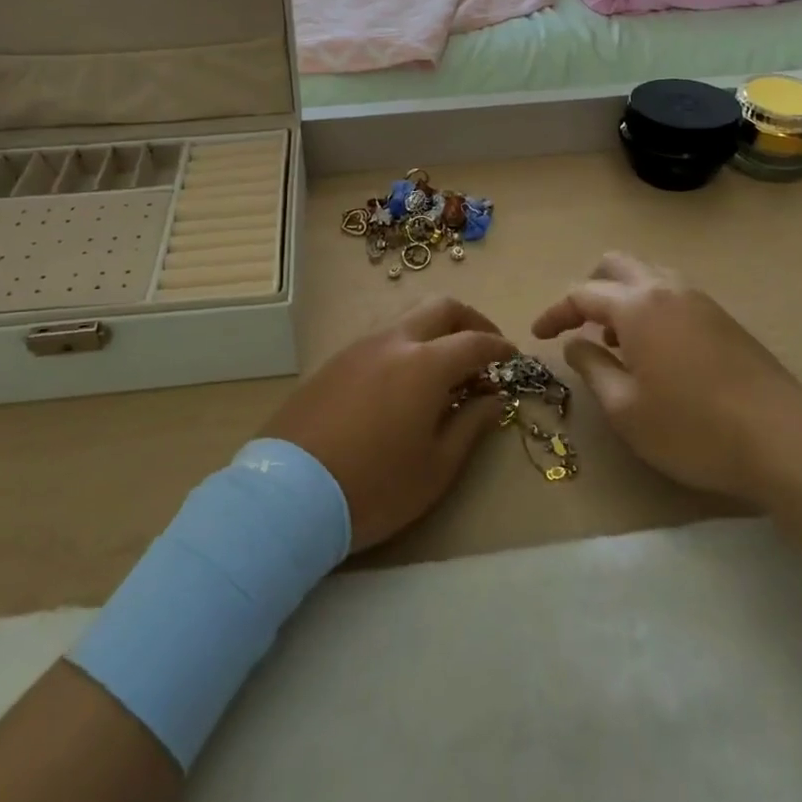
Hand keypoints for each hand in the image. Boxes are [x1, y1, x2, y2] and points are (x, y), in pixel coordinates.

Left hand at [262, 296, 511, 551]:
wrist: (289, 494)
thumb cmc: (375, 487)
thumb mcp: (436, 468)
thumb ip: (470, 425)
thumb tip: (493, 398)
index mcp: (425, 364)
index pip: (474, 341)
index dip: (499, 347)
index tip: (513, 358)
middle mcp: (394, 341)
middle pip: (441, 308)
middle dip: (470, 320)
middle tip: (483, 347)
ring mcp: (359, 347)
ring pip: (407, 318)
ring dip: (435, 330)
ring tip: (445, 367)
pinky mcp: (334, 361)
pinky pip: (381, 337)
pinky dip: (406, 345)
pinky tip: (404, 380)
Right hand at [532, 251, 801, 505]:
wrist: (784, 438)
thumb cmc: (692, 427)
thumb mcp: (626, 409)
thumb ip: (593, 368)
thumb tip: (576, 344)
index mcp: (636, 305)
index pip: (581, 293)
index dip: (555, 312)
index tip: (538, 334)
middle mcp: (666, 289)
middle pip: (616, 265)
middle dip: (589, 288)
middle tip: (577, 324)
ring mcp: (699, 300)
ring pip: (648, 275)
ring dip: (622, 296)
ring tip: (616, 340)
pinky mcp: (723, 318)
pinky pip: (672, 294)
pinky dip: (650, 307)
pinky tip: (655, 350)